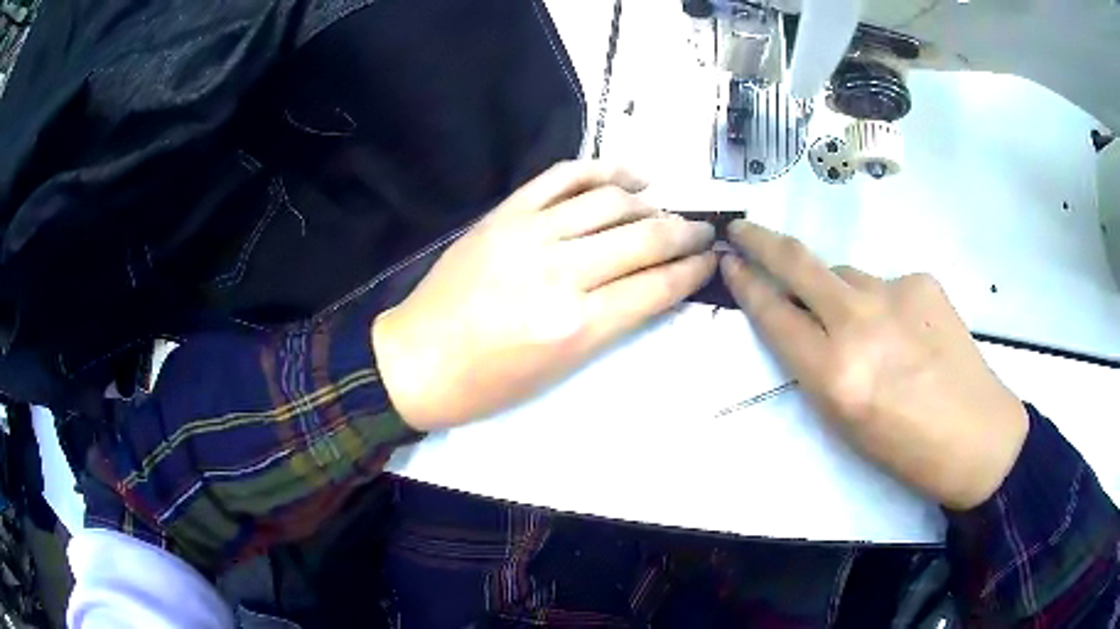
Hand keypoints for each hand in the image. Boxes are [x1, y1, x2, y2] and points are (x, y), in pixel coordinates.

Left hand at [373, 162, 716, 430]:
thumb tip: (653, 283)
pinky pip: (562, 176)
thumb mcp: (561, 369)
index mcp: (577, 326)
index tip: (711, 259)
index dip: (694, 270)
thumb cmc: (489, 383)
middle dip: (686, 233)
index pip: (657, 285)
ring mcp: (529, 234)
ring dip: (650, 201)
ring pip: (610, 200)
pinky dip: (602, 169)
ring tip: (666, 207)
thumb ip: (612, 321)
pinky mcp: (505, 213)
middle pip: (645, 237)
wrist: (417, 360)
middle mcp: (560, 273)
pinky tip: (628, 175)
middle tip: (703, 232)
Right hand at [721, 220, 1027, 510]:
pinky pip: (885, 283)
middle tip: (743, 228)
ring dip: (837, 290)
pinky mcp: (922, 279)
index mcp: (834, 373)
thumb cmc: (903, 447)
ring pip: (845, 274)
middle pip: (799, 264)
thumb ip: (816, 363)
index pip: (774, 314)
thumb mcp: (843, 420)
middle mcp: (859, 322)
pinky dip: (882, 302)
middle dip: (762, 241)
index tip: (729, 262)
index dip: (746, 284)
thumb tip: (806, 320)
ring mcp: (895, 292)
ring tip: (865, 328)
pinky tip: (906, 331)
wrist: (976, 435)